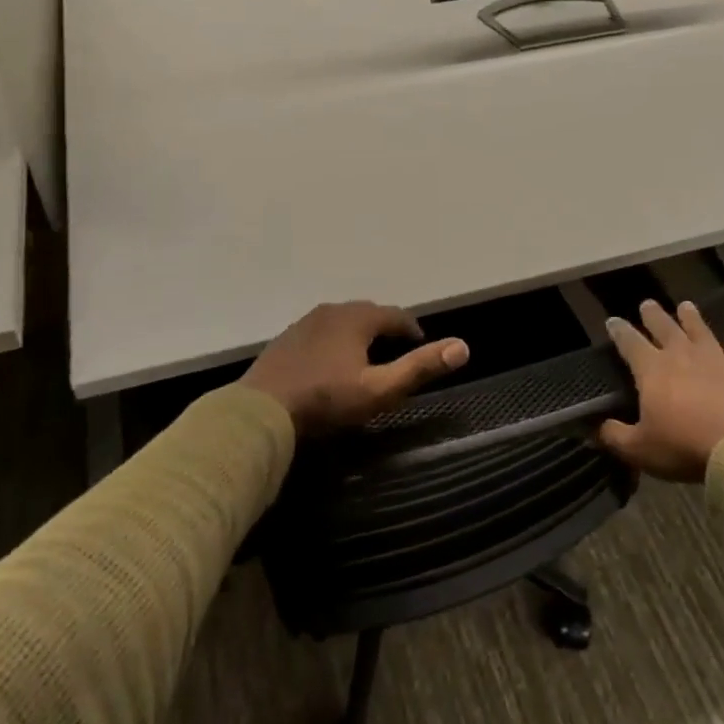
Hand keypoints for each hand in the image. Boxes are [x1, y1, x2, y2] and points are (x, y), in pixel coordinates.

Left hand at [242, 301, 468, 433]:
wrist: (260, 412)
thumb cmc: (326, 401)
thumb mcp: (380, 389)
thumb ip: (420, 367)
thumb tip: (463, 346)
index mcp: (357, 318)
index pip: (395, 315)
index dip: (412, 330)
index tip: (422, 344)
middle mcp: (331, 311)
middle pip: (367, 314)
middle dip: (385, 329)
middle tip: (397, 352)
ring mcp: (304, 323)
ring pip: (341, 322)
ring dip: (358, 334)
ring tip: (366, 358)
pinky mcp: (285, 340)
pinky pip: (320, 333)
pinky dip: (334, 342)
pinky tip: (330, 365)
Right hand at [598, 300, 723, 481]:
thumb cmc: (684, 445)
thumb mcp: (640, 449)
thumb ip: (617, 436)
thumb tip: (599, 429)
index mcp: (651, 369)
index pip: (630, 343)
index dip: (619, 331)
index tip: (612, 321)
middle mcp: (681, 355)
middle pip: (664, 328)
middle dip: (653, 315)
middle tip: (647, 303)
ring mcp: (715, 359)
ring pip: (700, 331)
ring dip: (691, 318)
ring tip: (685, 305)